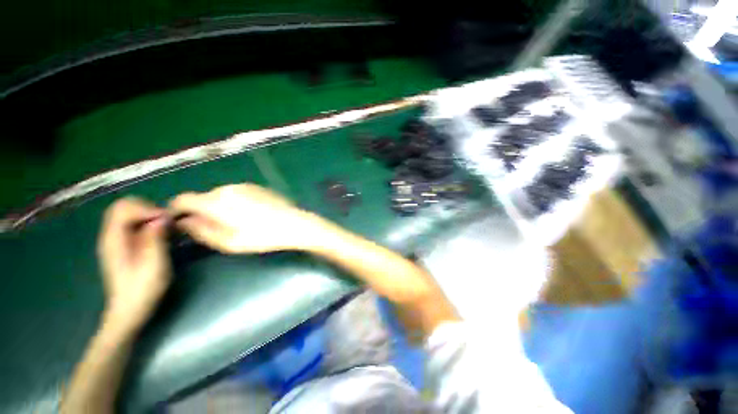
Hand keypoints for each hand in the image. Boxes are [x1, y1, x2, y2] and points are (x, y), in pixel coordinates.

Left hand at [97, 197, 171, 330]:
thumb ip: (155, 238)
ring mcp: (115, 241)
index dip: (147, 209)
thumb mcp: (154, 264)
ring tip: (166, 228)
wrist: (129, 310)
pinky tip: (159, 235)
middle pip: (123, 207)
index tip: (166, 220)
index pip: (124, 208)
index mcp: (114, 240)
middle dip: (147, 209)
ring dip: (148, 216)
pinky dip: (147, 223)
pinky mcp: (122, 246)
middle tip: (166, 222)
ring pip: (128, 214)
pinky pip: (132, 225)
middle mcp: (110, 236)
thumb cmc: (143, 289)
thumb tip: (162, 217)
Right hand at [169, 184, 323, 253]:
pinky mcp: (257, 187)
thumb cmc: (261, 237)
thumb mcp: (228, 242)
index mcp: (216, 201)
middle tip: (213, 228)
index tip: (179, 223)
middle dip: (201, 210)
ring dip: (220, 206)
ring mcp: (244, 185)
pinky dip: (235, 202)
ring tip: (235, 222)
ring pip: (221, 195)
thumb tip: (183, 222)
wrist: (294, 224)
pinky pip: (237, 193)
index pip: (183, 199)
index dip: (176, 211)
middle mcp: (227, 188)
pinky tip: (250, 214)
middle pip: (203, 197)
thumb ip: (200, 231)